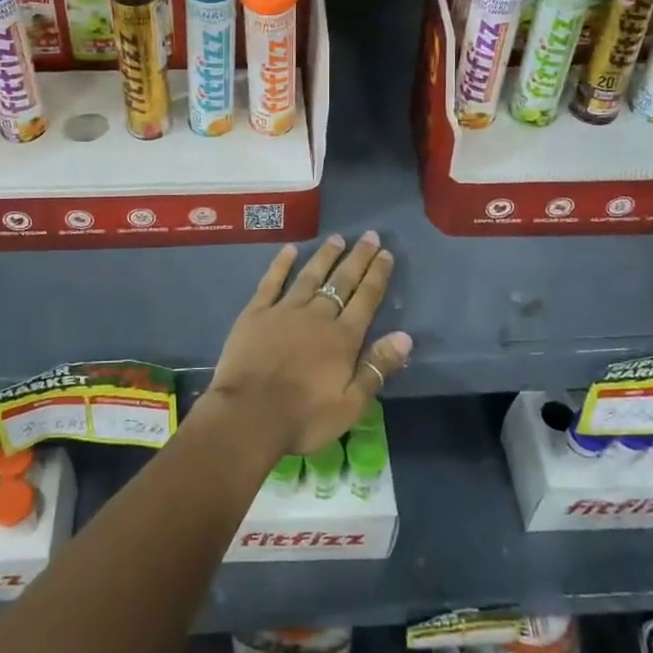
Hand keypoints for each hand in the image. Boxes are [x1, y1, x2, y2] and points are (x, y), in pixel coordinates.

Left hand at [205, 233, 412, 458]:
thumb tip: (405, 336)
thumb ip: (377, 368)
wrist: (248, 414)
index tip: (386, 253)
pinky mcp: (256, 312)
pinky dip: (281, 264)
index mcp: (342, 338)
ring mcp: (285, 310)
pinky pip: (272, 281)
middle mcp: (317, 316)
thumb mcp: (350, 405)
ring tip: (337, 238)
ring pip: (310, 276)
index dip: (377, 275)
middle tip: (369, 235)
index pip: (366, 299)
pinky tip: (290, 250)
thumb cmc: (303, 417)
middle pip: (342, 281)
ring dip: (325, 256)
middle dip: (358, 258)